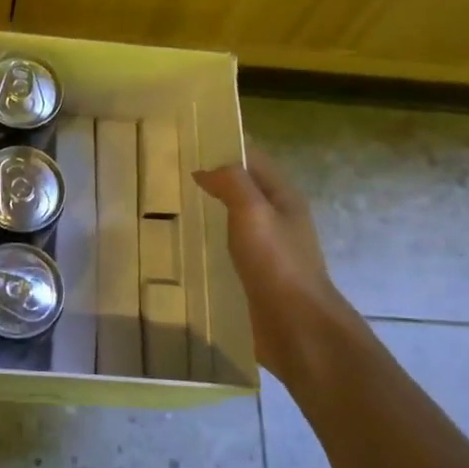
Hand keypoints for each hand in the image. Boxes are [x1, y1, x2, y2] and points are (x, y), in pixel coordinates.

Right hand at [193, 147, 363, 378]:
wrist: (298, 327)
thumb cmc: (277, 263)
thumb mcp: (253, 212)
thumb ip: (232, 183)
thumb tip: (206, 169)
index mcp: (283, 197)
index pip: (253, 159)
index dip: (225, 147)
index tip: (188, 140)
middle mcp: (278, 218)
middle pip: (244, 188)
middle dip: (213, 178)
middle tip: (170, 173)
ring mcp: (268, 249)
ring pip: (235, 219)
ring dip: (210, 210)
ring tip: (171, 206)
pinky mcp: (256, 276)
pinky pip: (230, 248)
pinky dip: (210, 241)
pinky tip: (186, 246)